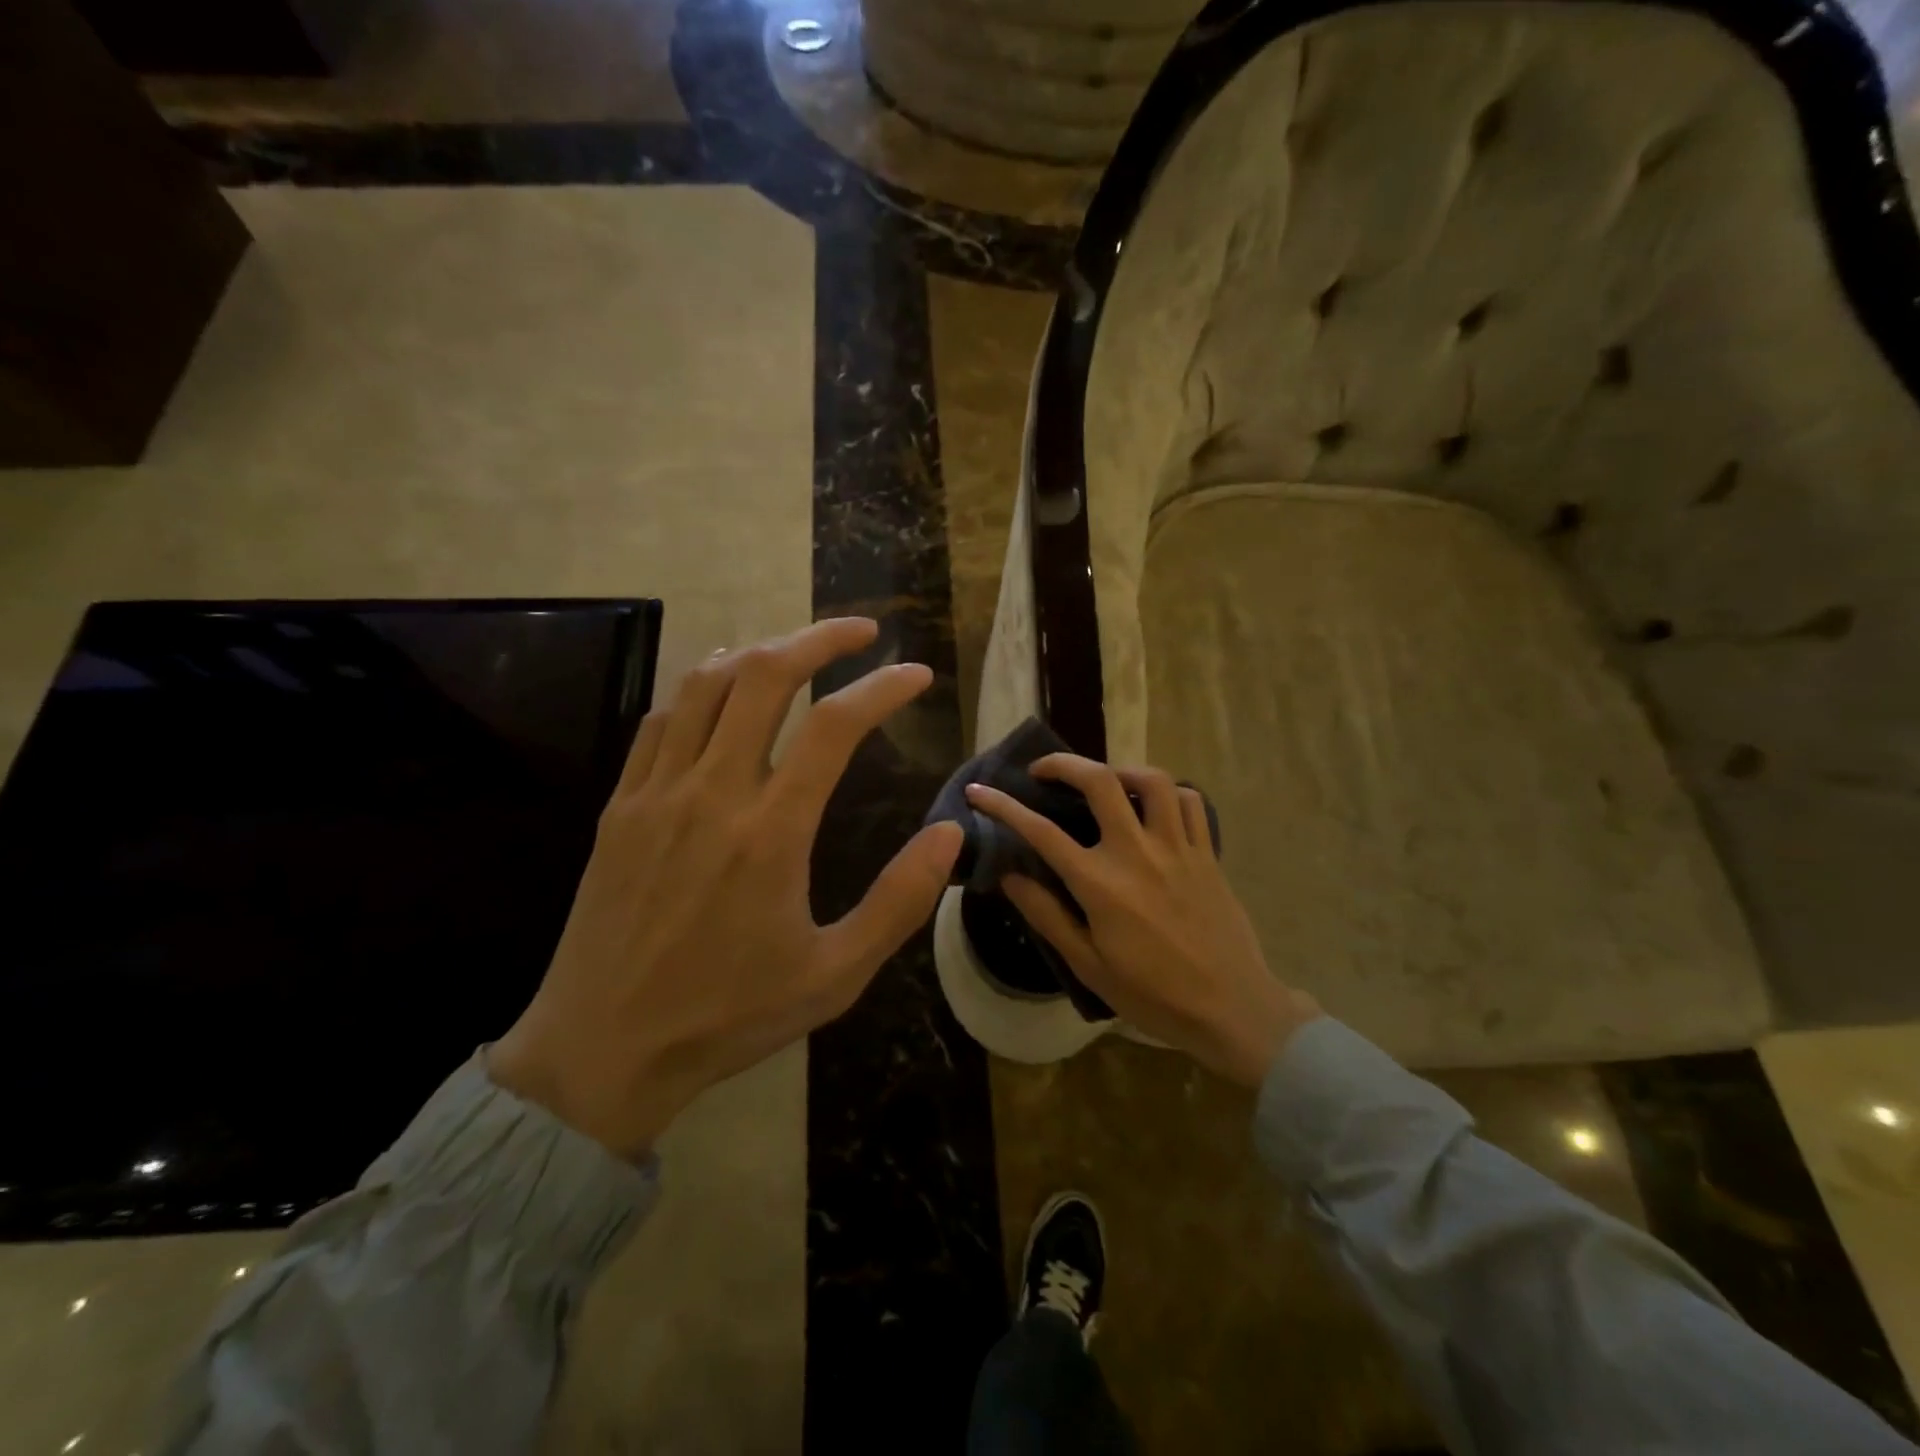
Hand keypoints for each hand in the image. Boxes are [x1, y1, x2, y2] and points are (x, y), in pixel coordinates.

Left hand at [489, 619, 962, 1157]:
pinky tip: (723, 691)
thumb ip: (899, 900)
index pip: (836, 726)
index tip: (916, 676)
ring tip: (798, 651)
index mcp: (771, 832)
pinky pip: (661, 719)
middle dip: (819, 638)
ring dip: (759, 651)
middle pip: (764, 676)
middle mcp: (712, 793)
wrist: (602, 1048)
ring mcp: (656, 793)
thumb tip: (951, 833)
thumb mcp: (835, 974)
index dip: (883, 687)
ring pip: (705, 683)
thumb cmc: (728, 1015)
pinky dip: (701, 687)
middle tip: (861, 632)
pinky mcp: (620, 806)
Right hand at [965, 756, 1317, 1087]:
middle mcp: (1137, 852)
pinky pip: (1189, 802)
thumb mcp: (1089, 965)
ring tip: (1102, 783)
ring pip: (1151, 780)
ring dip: (1119, 771)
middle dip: (1063, 764)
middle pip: (1099, 781)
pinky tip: (1151, 807)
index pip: (1041, 832)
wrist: (1231, 1009)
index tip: (980, 792)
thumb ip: (1047, 915)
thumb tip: (1009, 876)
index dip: (1004, 806)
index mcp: (1101, 884)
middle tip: (1042, 771)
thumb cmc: (1153, 994)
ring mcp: (1177, 847)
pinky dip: (1166, 793)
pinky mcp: (1207, 853)